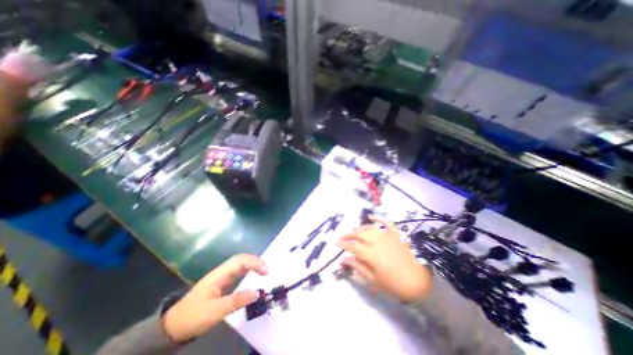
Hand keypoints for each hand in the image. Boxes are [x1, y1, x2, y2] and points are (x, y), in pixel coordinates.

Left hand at [160, 253, 266, 341]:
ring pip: (240, 264)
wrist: (172, 327)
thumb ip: (237, 301)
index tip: (265, 272)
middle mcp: (222, 272)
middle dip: (255, 261)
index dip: (255, 263)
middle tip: (266, 271)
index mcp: (219, 274)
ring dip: (252, 265)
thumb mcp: (215, 311)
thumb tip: (257, 292)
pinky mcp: (222, 283)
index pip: (240, 261)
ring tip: (263, 272)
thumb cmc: (193, 317)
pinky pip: (238, 272)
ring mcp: (221, 277)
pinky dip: (248, 271)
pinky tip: (253, 277)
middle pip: (241, 259)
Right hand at [338, 216, 432, 301]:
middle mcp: (378, 241)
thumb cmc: (397, 285)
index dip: (343, 244)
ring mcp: (388, 235)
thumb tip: (344, 259)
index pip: (353, 246)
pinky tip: (371, 216)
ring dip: (359, 229)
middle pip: (359, 233)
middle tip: (341, 237)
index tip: (336, 244)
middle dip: (348, 234)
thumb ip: (359, 268)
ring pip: (369, 228)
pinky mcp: (397, 233)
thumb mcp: (375, 281)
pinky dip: (378, 218)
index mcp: (372, 254)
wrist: (421, 281)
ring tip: (353, 232)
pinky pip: (386, 222)